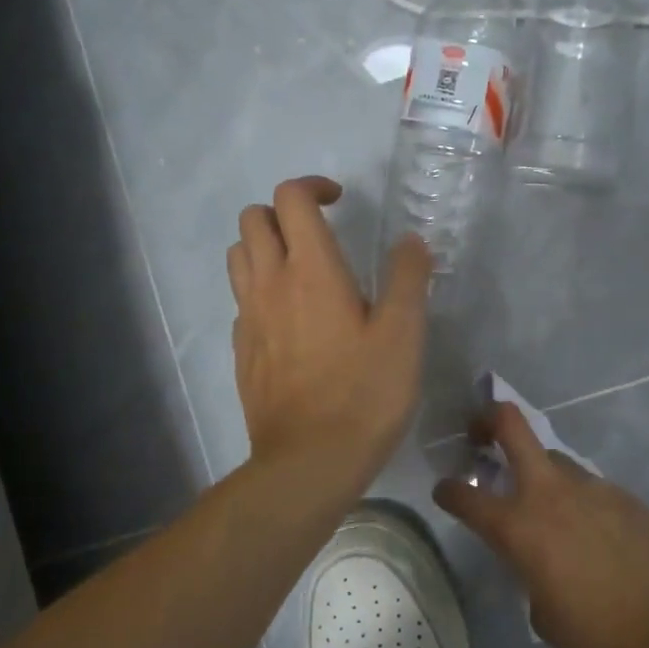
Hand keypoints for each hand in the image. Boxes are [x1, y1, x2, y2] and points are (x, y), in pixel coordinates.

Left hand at [228, 177, 431, 487]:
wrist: (309, 461)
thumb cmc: (364, 394)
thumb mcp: (404, 335)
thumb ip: (408, 279)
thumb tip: (410, 241)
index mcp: (311, 270)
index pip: (291, 198)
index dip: (313, 186)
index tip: (340, 201)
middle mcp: (270, 284)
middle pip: (252, 218)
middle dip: (283, 212)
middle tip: (319, 232)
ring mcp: (249, 318)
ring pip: (239, 256)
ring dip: (264, 246)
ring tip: (300, 269)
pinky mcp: (242, 350)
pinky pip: (241, 300)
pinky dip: (260, 290)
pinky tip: (290, 319)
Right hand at [432, 403, 648, 647]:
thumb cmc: (595, 635)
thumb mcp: (540, 609)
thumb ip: (527, 569)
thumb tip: (535, 558)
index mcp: (518, 526)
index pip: (465, 496)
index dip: (448, 491)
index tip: (445, 491)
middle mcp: (549, 493)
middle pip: (512, 426)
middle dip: (488, 420)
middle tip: (479, 435)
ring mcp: (591, 487)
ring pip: (555, 459)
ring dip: (540, 473)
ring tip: (549, 508)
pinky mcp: (624, 495)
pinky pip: (589, 487)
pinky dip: (579, 501)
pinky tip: (594, 534)